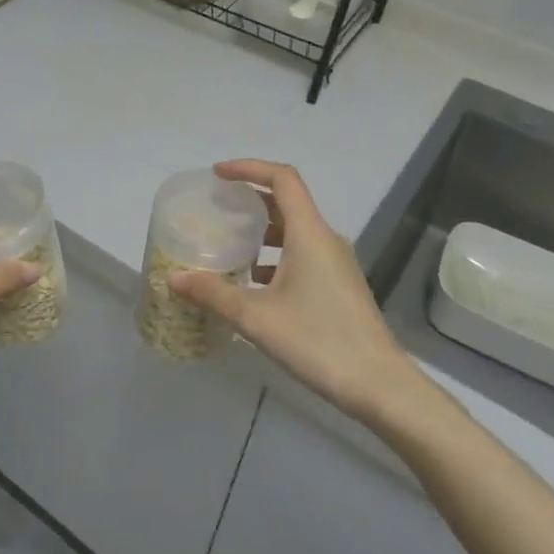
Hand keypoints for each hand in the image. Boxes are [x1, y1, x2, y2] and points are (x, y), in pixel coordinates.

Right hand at [170, 160, 413, 422]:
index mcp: (309, 233)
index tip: (218, 174)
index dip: (249, 168)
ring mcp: (336, 263)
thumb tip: (174, 278)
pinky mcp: (339, 286)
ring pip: (295, 231)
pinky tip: (253, 282)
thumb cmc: (318, 341)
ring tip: (229, 244)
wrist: (379, 385)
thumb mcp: (256, 318)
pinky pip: (302, 254)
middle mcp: (326, 240)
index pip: (282, 179)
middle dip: (250, 198)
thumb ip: (214, 294)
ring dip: (262, 230)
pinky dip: (275, 255)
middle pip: (287, 202)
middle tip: (217, 207)